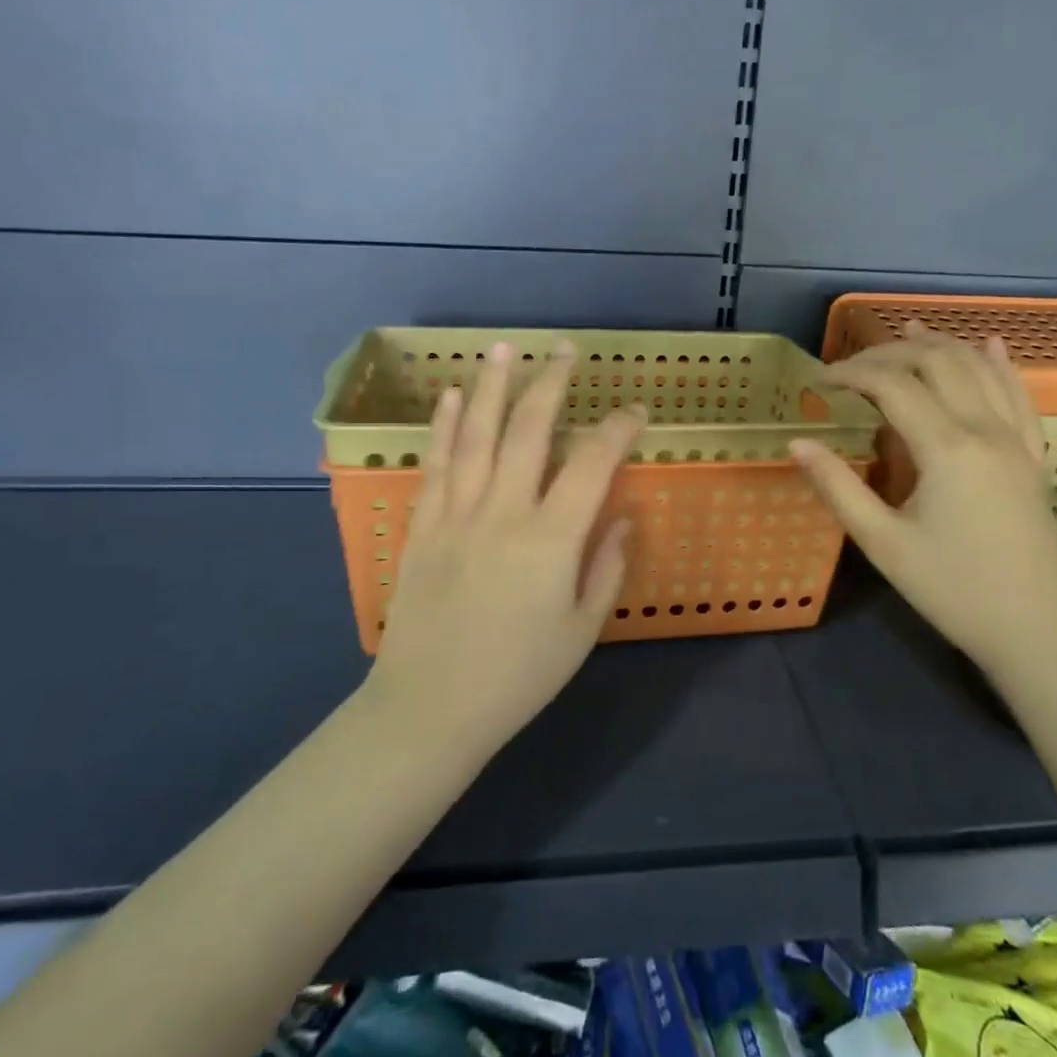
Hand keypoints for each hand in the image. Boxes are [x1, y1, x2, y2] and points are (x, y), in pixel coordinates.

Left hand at [365, 340, 646, 757]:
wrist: (430, 708)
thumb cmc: (518, 676)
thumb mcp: (582, 630)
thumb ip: (606, 567)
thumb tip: (622, 518)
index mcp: (551, 539)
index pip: (591, 464)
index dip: (617, 430)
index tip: (634, 411)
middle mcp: (503, 512)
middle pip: (528, 430)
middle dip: (551, 383)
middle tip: (565, 349)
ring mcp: (456, 514)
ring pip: (475, 435)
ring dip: (491, 387)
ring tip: (502, 348)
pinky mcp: (423, 527)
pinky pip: (436, 465)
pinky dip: (444, 427)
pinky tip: (450, 398)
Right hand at [790, 322, 1056, 667]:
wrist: (1036, 631)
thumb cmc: (952, 590)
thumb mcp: (882, 543)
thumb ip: (838, 487)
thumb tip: (797, 442)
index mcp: (946, 447)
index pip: (893, 385)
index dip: (853, 373)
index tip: (821, 381)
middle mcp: (985, 429)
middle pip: (938, 362)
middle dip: (892, 351)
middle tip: (854, 364)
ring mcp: (1016, 440)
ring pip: (980, 369)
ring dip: (941, 344)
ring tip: (908, 329)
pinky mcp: (1033, 457)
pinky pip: (1020, 396)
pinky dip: (1000, 365)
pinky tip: (990, 345)